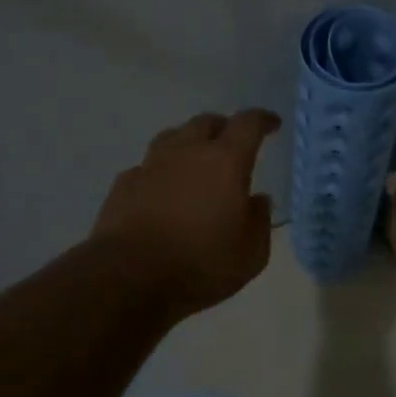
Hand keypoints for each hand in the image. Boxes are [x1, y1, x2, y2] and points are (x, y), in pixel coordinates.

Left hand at [92, 109, 278, 318]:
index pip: (248, 124)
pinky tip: (161, 189)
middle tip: (232, 143)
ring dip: (188, 142)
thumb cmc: (201, 263)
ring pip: (172, 137)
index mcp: (225, 161)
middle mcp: (187, 152)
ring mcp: (151, 165)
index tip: (271, 124)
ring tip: (195, 160)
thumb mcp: (251, 253)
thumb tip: (258, 200)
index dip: (262, 120)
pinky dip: (160, 172)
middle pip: (206, 122)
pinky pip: (147, 166)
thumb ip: (260, 221)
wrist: (129, 276)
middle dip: (223, 127)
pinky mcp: (124, 184)